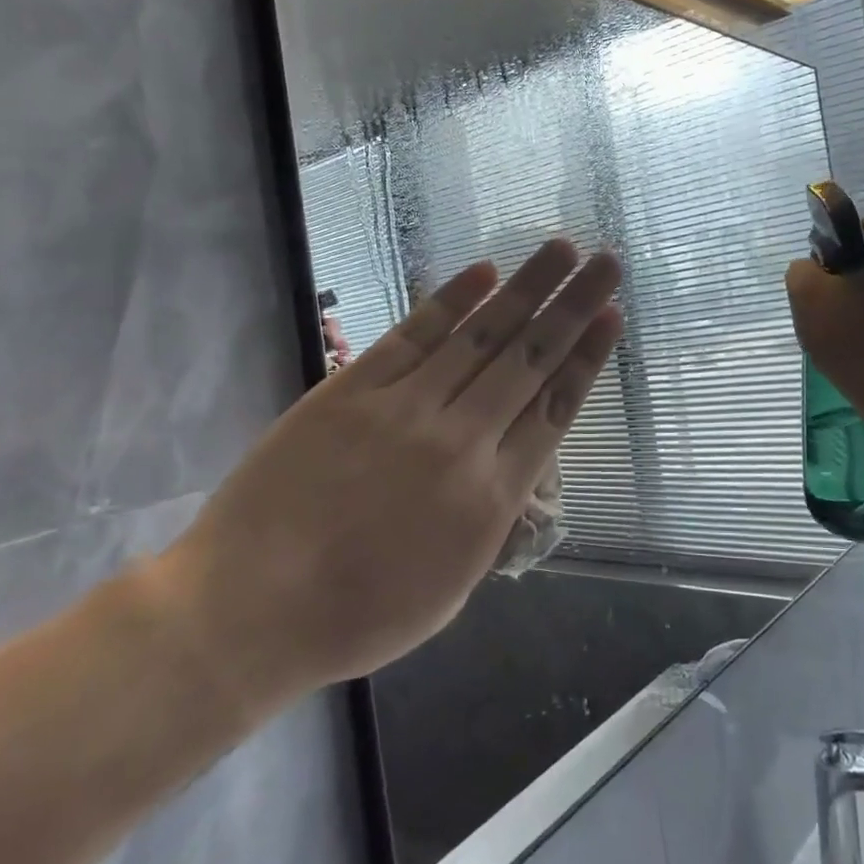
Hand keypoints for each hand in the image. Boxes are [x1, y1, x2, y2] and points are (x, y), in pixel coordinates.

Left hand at [151, 240, 622, 716]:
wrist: (250, 608)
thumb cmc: (358, 614)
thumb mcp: (453, 587)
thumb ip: (492, 520)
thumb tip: (513, 467)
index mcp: (492, 497)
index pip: (555, 409)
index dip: (588, 357)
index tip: (613, 316)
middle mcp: (461, 440)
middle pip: (530, 360)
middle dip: (574, 307)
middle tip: (607, 263)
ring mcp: (405, 408)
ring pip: (481, 337)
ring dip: (526, 289)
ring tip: (561, 249)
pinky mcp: (353, 389)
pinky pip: (414, 336)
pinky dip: (452, 301)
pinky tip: (484, 272)